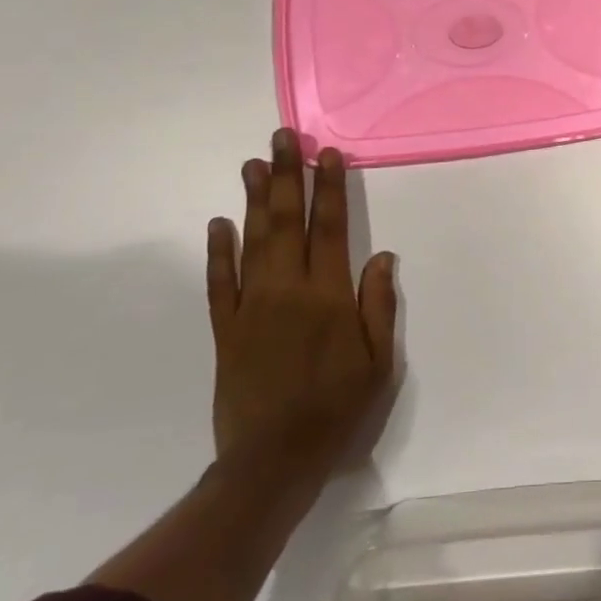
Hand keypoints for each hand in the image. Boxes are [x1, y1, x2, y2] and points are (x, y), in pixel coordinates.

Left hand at [206, 130, 397, 492]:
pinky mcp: (226, 329)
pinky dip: (218, 251)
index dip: (330, 188)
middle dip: (287, 176)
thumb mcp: (379, 363)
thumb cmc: (337, 410)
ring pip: (253, 242)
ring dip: (254, 200)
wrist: (272, 462)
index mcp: (329, 297)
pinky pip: (219, 283)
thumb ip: (378, 305)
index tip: (327, 153)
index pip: (330, 228)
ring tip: (253, 164)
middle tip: (282, 138)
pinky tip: (218, 224)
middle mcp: (288, 290)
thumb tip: (382, 255)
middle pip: (287, 222)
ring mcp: (252, 308)